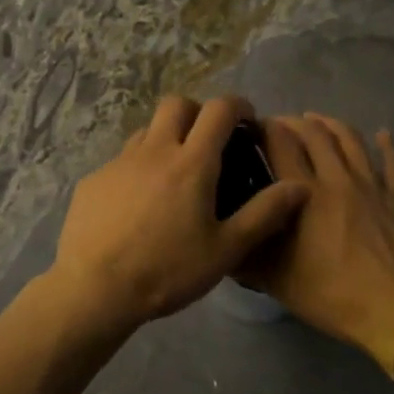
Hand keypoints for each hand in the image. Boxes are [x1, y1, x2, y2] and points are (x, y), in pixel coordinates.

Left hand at [51, 95, 308, 327]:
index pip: (218, 110)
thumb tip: (299, 186)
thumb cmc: (167, 270)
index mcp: (192, 163)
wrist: (95, 288)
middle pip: (177, 104)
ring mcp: (119, 162)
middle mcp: (154, 150)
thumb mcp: (225, 249)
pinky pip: (122, 160)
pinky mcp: (94, 179)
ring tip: (174, 174)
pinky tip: (138, 205)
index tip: (247, 119)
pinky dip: (138, 168)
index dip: (237, 105)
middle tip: (209, 141)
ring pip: (147, 130)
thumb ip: (264, 214)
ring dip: (166, 138)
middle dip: (197, 112)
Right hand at [242, 114, 393, 375]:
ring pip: (351, 141)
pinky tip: (383, 134)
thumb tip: (221, 238)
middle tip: (278, 124)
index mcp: (305, 194)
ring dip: (330, 124)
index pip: (281, 143)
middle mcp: (337, 179)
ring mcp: (371, 187)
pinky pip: (393, 165)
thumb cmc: (331, 295)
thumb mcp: (275, 280)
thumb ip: (246, 254)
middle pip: (314, 133)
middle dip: (292, 121)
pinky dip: (387, 146)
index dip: (264, 127)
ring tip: (315, 119)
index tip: (250, 127)